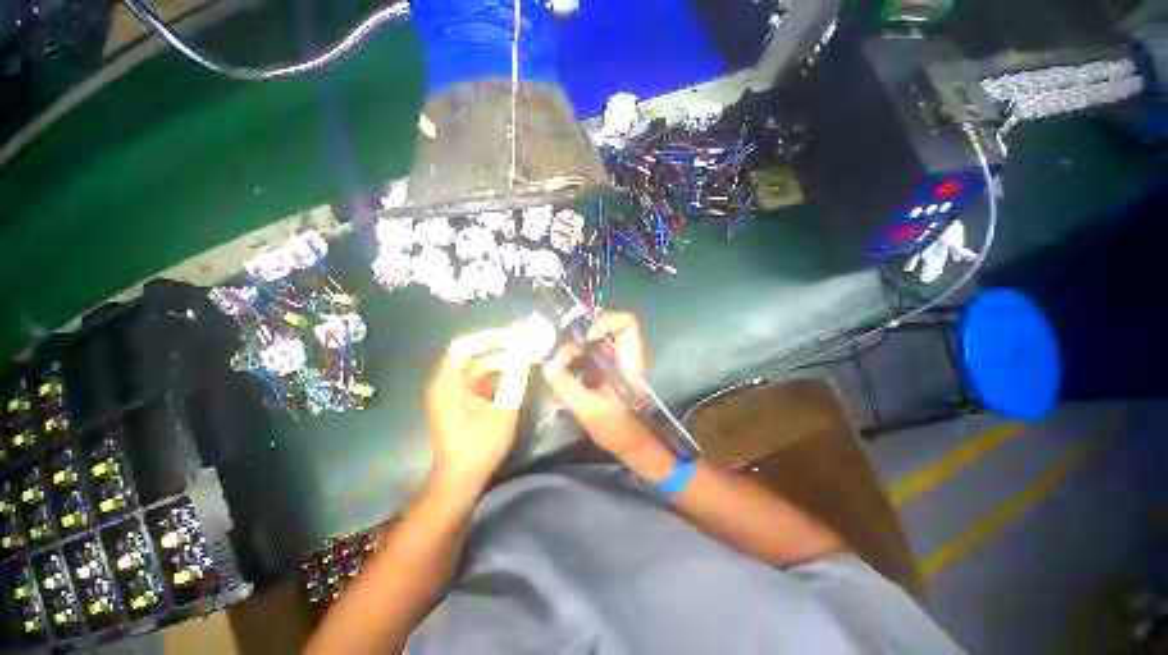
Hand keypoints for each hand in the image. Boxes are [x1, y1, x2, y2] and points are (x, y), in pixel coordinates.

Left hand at [425, 330, 530, 489]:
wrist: (461, 481)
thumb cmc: (478, 449)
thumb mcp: (501, 413)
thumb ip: (513, 380)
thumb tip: (525, 353)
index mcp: (447, 385)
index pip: (463, 347)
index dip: (488, 337)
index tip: (514, 335)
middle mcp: (446, 383)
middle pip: (471, 354)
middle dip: (499, 346)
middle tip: (525, 342)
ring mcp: (454, 391)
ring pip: (478, 364)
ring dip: (500, 358)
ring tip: (525, 353)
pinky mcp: (463, 399)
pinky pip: (481, 377)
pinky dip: (498, 372)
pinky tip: (517, 370)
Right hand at [542, 312, 654, 455]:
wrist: (629, 445)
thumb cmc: (618, 429)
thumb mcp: (590, 410)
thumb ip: (566, 386)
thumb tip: (546, 364)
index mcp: (630, 361)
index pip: (626, 323)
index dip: (604, 321)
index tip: (583, 337)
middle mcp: (623, 355)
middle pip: (601, 328)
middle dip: (576, 335)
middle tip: (555, 349)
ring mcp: (613, 362)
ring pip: (591, 341)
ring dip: (570, 347)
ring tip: (554, 363)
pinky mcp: (603, 370)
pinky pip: (585, 354)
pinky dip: (570, 359)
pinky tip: (559, 373)